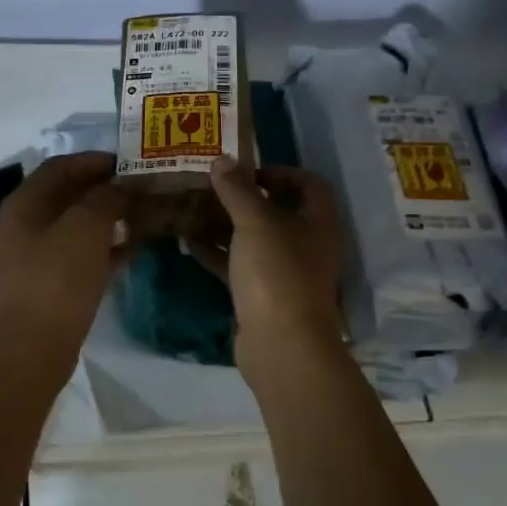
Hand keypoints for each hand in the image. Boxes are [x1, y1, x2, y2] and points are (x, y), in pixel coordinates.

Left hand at [0, 152, 129, 368]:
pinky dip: (107, 245)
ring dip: (111, 217)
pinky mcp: (52, 281)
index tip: (132, 162)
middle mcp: (28, 222)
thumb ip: (107, 197)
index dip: (96, 160)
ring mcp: (38, 253)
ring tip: (147, 214)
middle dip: (108, 189)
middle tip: (145, 188)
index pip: (62, 165)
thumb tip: (123, 184)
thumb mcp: (86, 227)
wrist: (34, 347)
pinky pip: (83, 252)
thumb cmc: (57, 278)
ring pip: (80, 224)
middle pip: (71, 194)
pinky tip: (135, 247)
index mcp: (27, 201)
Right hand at [194, 158, 345, 355]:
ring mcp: (284, 273)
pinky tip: (188, 242)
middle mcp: (306, 245)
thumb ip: (237, 190)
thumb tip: (221, 159)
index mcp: (318, 222)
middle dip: (244, 198)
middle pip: (278, 211)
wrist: (281, 346)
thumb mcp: (255, 223)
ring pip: (254, 240)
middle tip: (211, 186)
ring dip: (226, 225)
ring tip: (193, 208)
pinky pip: (239, 266)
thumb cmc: (277, 274)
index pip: (309, 184)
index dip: (281, 172)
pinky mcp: (262, 296)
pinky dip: (217, 253)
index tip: (246, 169)